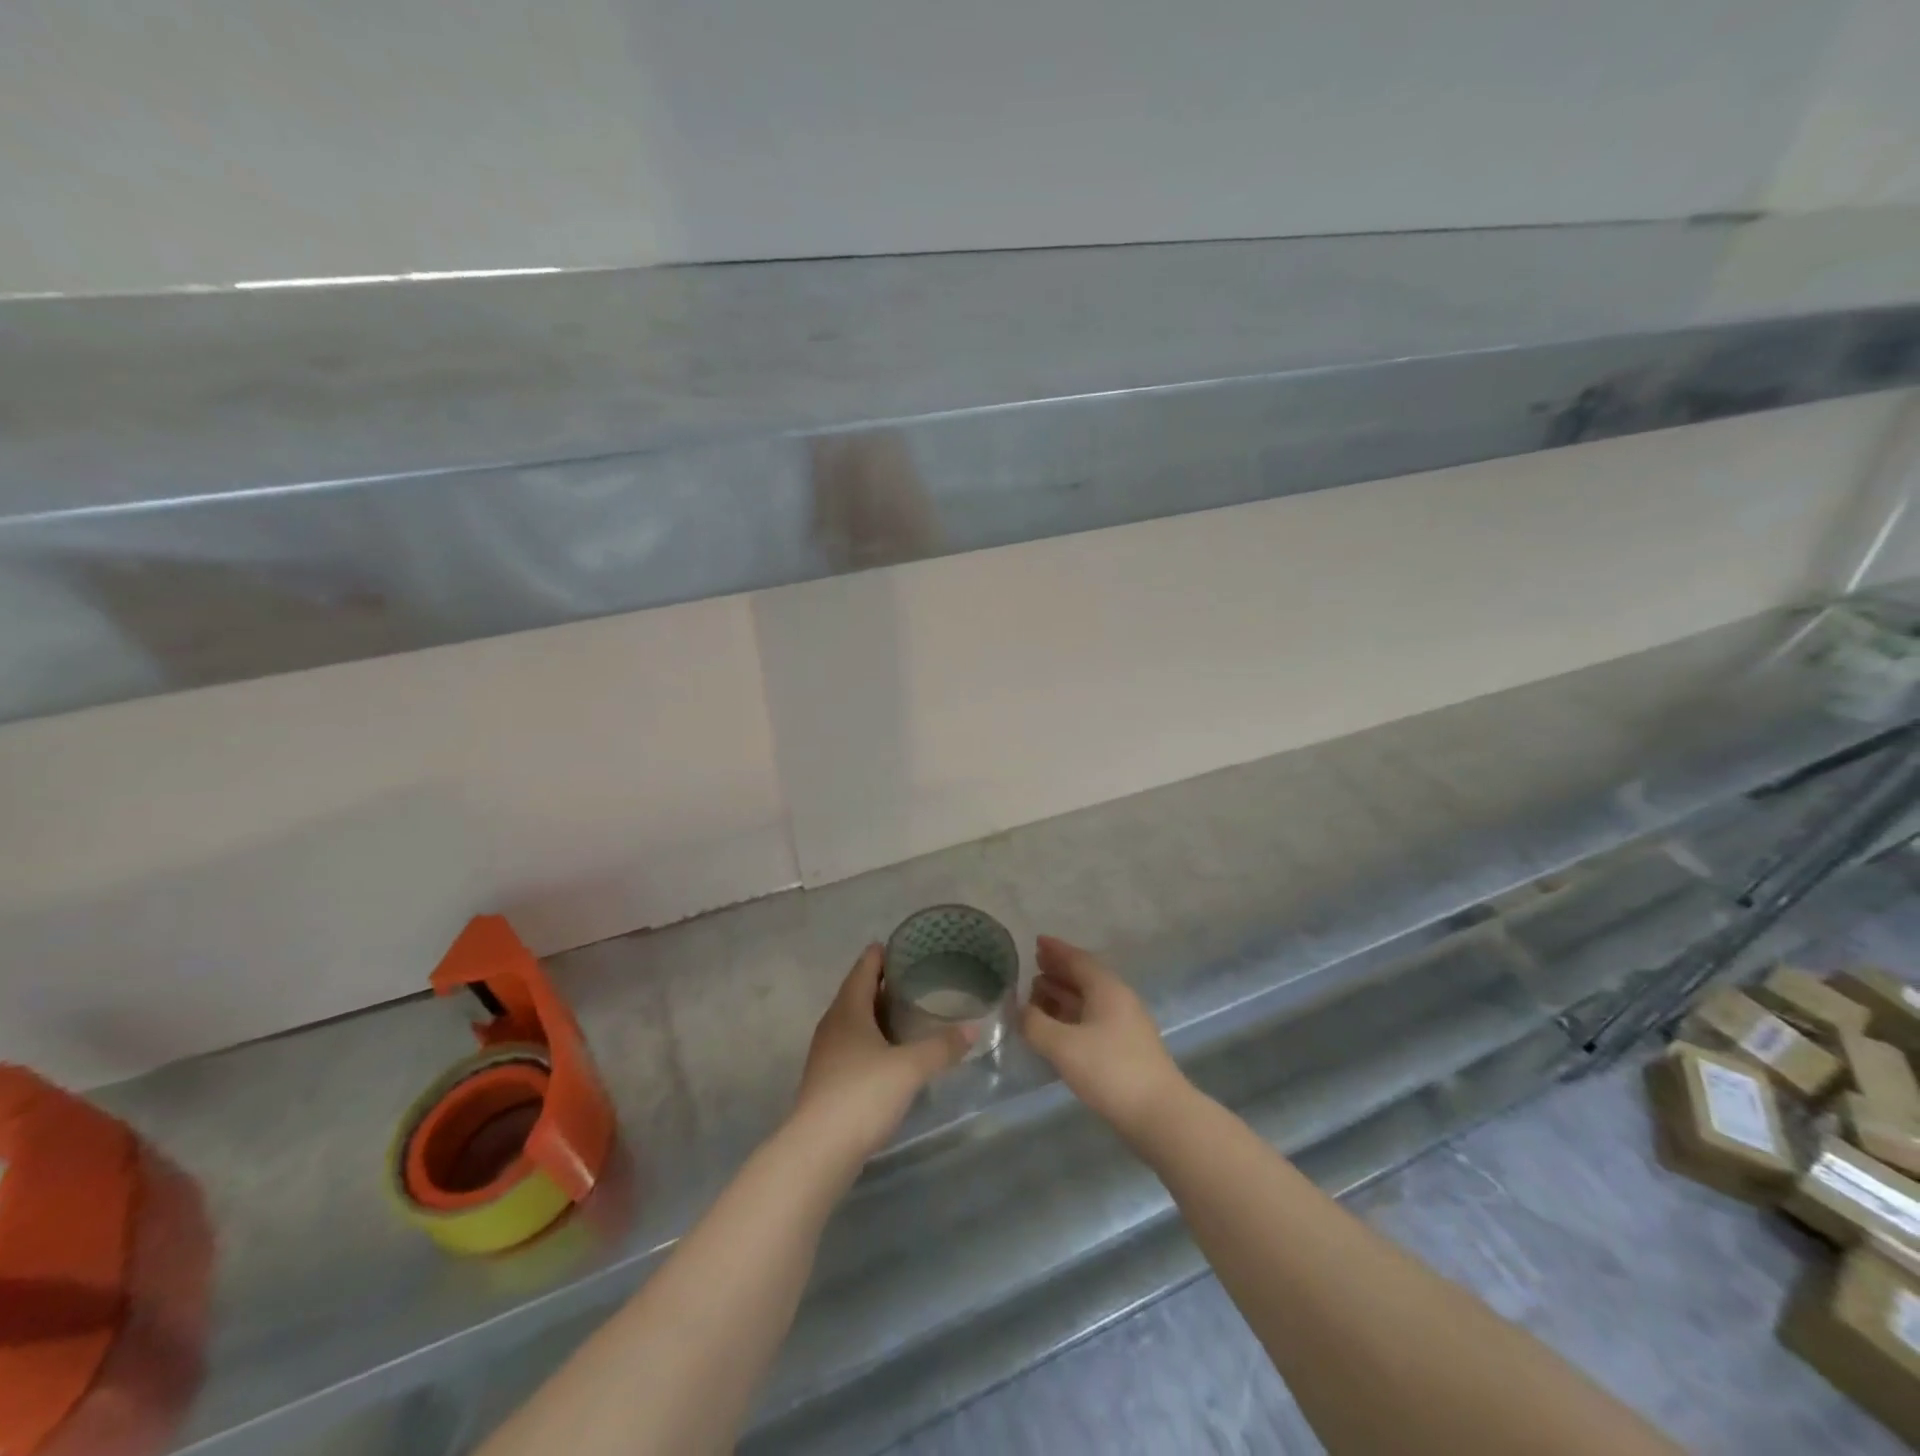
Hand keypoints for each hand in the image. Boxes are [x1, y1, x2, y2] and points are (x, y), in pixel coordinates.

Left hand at [791, 945, 973, 1163]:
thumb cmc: (862, 1095)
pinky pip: (853, 1046)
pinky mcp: (828, 1081)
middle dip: (884, 983)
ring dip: (878, 1014)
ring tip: (909, 1013)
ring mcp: (827, 1054)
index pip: (864, 968)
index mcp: (848, 1010)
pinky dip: (873, 1040)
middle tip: (918, 978)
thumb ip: (942, 1046)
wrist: (817, 1152)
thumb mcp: (910, 1068)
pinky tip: (893, 1053)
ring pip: (855, 1021)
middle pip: (858, 993)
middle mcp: (833, 1025)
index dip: (882, 954)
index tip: (906, 945)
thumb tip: (973, 1028)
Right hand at [1020, 936, 1187, 1137]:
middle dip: (1057, 972)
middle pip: (1084, 978)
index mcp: (1107, 988)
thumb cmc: (1110, 1070)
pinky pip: (1092, 1020)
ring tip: (1035, 996)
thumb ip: (1035, 1024)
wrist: (1160, 1114)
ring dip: (1062, 996)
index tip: (1035, 942)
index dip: (1055, 950)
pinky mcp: (1125, 1049)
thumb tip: (1018, 1009)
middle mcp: (1118, 1000)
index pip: (1078, 959)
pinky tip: (1055, 1029)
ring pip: (1088, 1001)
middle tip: (1032, 968)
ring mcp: (1125, 1026)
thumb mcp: (1063, 1045)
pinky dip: (1071, 1017)